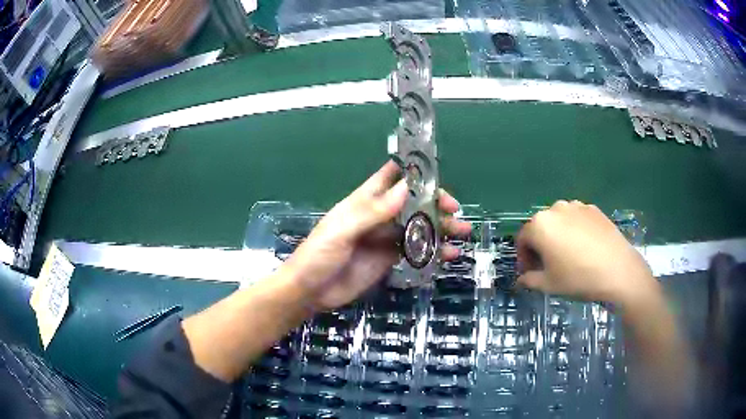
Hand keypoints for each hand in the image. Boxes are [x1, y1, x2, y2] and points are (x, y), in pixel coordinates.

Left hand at [281, 161, 470, 311]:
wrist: (310, 292)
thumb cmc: (319, 255)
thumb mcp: (343, 231)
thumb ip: (373, 212)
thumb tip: (406, 188)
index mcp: (364, 201)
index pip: (391, 177)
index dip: (413, 172)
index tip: (438, 173)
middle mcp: (379, 216)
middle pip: (412, 203)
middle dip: (435, 204)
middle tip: (455, 211)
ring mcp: (385, 238)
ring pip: (418, 227)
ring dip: (440, 228)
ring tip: (462, 233)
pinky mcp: (389, 259)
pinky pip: (416, 251)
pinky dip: (433, 251)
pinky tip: (448, 255)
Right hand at [516, 200, 656, 304]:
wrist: (617, 271)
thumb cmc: (578, 278)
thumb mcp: (548, 285)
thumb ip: (529, 280)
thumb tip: (522, 279)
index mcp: (540, 225)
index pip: (522, 239)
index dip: (523, 257)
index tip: (530, 273)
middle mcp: (555, 208)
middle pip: (541, 227)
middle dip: (540, 245)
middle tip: (548, 265)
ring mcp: (577, 206)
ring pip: (560, 221)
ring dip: (558, 236)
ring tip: (568, 255)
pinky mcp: (594, 209)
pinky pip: (577, 219)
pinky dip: (575, 231)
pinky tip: (585, 248)